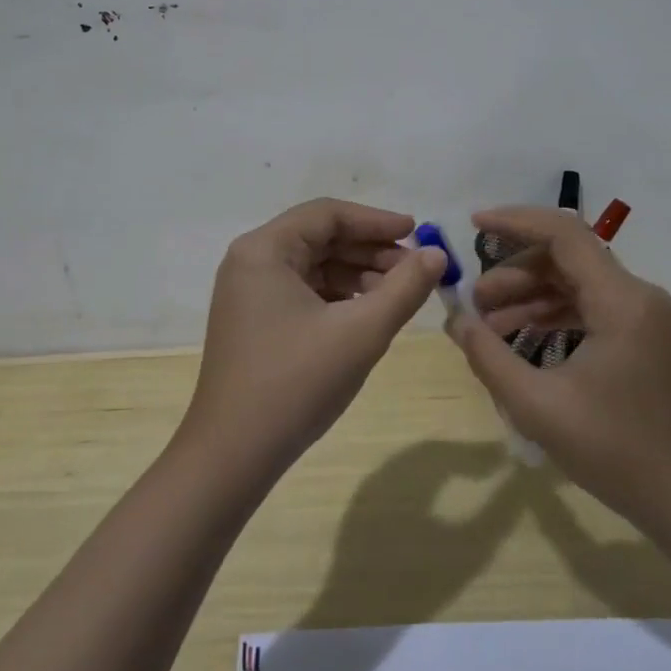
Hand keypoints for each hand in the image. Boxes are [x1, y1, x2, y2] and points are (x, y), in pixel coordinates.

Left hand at [182, 198, 446, 482]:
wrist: (233, 456)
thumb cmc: (295, 383)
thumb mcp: (360, 332)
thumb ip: (404, 288)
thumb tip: (437, 253)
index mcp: (265, 250)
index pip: (327, 214)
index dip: (376, 221)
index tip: (417, 232)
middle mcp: (251, 261)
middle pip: (320, 237)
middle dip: (370, 250)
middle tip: (415, 269)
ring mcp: (249, 293)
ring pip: (314, 266)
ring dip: (358, 274)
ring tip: (400, 293)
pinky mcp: (255, 321)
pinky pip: (304, 292)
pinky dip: (338, 296)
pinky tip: (369, 313)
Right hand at [446, 206, 670, 531]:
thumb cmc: (616, 452)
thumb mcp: (538, 406)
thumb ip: (489, 357)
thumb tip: (456, 321)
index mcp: (620, 300)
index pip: (563, 234)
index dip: (515, 221)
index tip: (473, 224)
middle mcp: (637, 296)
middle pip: (566, 257)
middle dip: (514, 271)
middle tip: (474, 301)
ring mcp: (643, 317)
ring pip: (576, 282)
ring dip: (530, 295)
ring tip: (487, 324)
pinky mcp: (642, 337)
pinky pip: (589, 307)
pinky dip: (552, 314)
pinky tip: (521, 339)